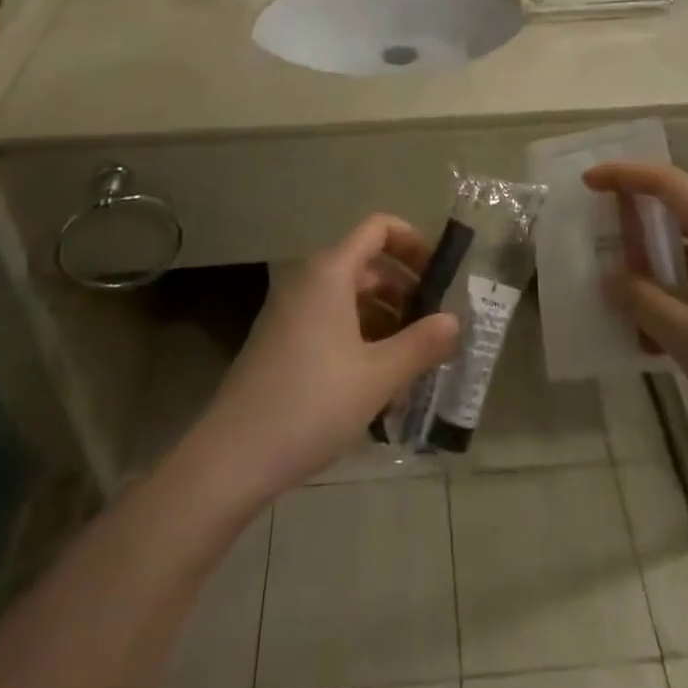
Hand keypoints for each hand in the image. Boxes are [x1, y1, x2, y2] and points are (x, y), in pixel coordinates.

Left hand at [192, 215, 458, 507]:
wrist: (232, 458)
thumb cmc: (312, 404)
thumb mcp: (378, 376)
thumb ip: (421, 344)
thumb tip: (454, 321)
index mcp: (330, 273)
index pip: (378, 229)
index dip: (414, 243)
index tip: (441, 276)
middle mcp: (308, 282)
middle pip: (367, 265)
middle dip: (406, 290)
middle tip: (436, 326)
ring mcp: (291, 312)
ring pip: (350, 298)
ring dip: (386, 319)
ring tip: (415, 361)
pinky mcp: (282, 341)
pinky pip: (331, 322)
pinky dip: (361, 338)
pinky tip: (380, 382)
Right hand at [584, 162, 687, 465]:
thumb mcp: (687, 334)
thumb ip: (641, 300)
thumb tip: (610, 277)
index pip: (666, 182)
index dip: (624, 176)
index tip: (587, 183)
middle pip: (678, 208)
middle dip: (634, 215)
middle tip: (596, 229)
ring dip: (652, 256)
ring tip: (615, 275)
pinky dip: (673, 284)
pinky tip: (649, 319)